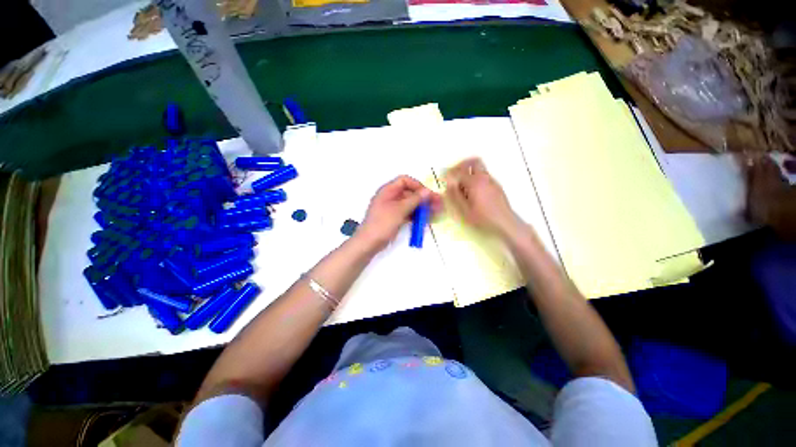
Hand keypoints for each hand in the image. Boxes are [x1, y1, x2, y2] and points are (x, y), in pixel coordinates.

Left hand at [358, 175, 442, 249]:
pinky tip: (426, 219)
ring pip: (410, 204)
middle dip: (423, 198)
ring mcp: (392, 208)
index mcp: (388, 190)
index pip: (405, 181)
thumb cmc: (383, 223)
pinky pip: (408, 213)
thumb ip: (415, 199)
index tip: (428, 194)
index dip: (417, 185)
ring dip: (422, 207)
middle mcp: (390, 197)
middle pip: (409, 193)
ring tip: (436, 213)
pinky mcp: (394, 218)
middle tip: (438, 204)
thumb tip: (428, 191)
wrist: (369, 242)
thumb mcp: (400, 210)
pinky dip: (416, 215)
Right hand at [445, 158, 519, 236]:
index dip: (450, 173)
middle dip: (462, 165)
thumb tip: (449, 183)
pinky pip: (485, 177)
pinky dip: (476, 180)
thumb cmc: (483, 218)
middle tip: (455, 175)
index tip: (445, 178)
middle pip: (474, 161)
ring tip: (463, 188)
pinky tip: (473, 194)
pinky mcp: (497, 187)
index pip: (459, 170)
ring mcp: (492, 181)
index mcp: (475, 182)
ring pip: (480, 169)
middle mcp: (484, 178)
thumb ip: (455, 195)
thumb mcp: (464, 209)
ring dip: (470, 173)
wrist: (505, 223)